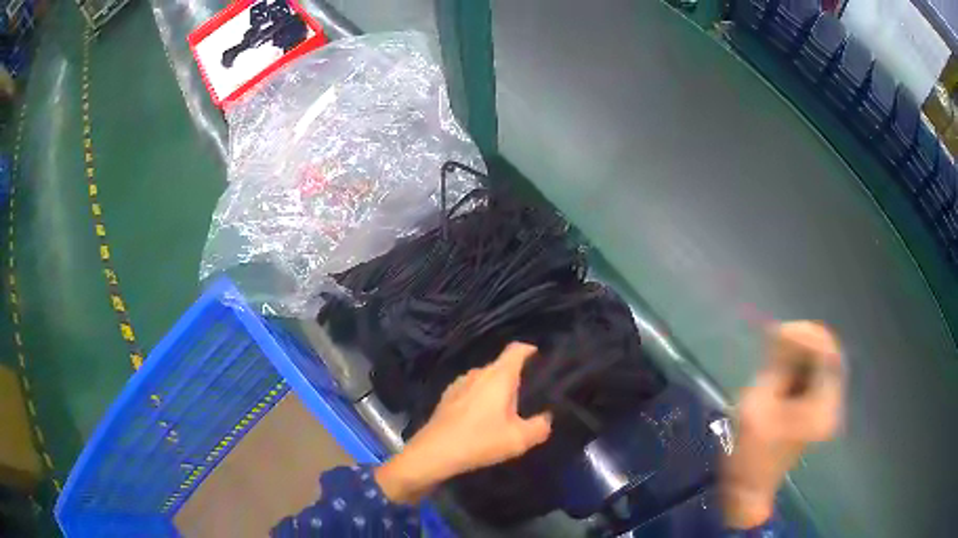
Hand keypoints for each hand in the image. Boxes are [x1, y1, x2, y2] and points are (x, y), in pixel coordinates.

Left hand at [375, 343, 552, 503]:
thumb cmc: (480, 441)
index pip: (517, 349)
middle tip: (530, 397)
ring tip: (507, 410)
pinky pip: (471, 390)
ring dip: (497, 390)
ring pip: (486, 379)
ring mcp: (459, 383)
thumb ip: (540, 426)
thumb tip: (546, 418)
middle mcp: (478, 372)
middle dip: (517, 377)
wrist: (434, 453)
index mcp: (499, 376)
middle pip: (502, 365)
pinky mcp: (447, 397)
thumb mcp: (519, 439)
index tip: (542, 360)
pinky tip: (482, 418)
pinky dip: (481, 398)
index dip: (531, 351)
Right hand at [722, 321, 845, 527]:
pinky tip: (779, 367)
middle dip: (802, 341)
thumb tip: (782, 331)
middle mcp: (831, 402)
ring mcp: (824, 406)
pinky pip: (812, 375)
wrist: (749, 489)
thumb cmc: (752, 454)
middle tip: (775, 338)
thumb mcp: (758, 405)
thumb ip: (776, 366)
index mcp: (822, 405)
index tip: (779, 331)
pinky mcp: (814, 409)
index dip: (807, 335)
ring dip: (799, 352)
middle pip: (827, 355)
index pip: (828, 354)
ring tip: (774, 351)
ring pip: (819, 363)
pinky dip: (797, 365)